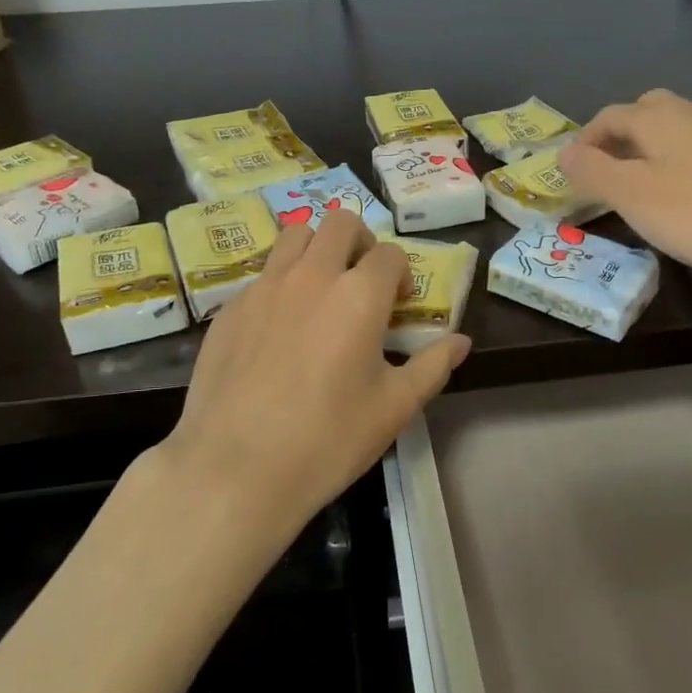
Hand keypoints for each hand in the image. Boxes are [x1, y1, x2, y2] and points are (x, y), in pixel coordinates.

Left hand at [160, 211, 470, 550]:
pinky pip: (262, 275)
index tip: (398, 305)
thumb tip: (461, 341)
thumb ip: (432, 366)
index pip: (390, 254)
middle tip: (362, 282)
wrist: (235, 469)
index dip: (400, 274)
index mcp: (359, 295)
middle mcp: (311, 275)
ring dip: (316, 249)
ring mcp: (264, 287)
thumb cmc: (327, 440)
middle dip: (360, 243)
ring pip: (294, 235)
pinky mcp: (230, 307)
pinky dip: (280, 284)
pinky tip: (278, 330)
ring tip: (320, 290)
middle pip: (340, 223)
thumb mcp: (394, 408)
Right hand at [558, 89, 691, 286]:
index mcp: (659, 117)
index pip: (609, 116)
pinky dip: (685, 165)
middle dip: (622, 134)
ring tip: (644, 184)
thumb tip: (564, 152)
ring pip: (679, 130)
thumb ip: (591, 169)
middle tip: (607, 168)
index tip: (572, 170)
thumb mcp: (628, 194)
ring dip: (654, 149)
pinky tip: (688, 196)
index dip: (585, 139)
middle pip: (648, 111)